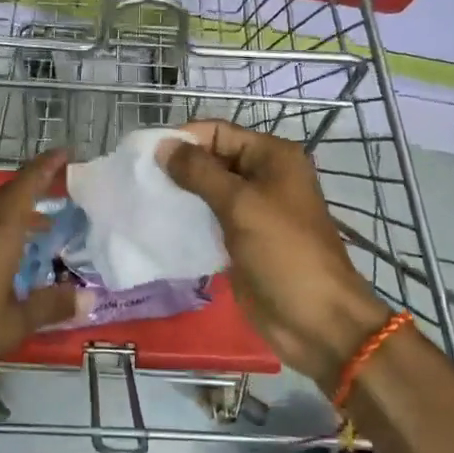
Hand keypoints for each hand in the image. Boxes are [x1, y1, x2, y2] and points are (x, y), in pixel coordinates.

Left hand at [0, 150, 83, 403]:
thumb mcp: (11, 325)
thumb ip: (50, 306)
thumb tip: (88, 298)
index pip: (25, 186)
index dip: (47, 166)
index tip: (66, 152)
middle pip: (8, 195)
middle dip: (35, 186)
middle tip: (63, 187)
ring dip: (17, 212)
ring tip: (42, 225)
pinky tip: (6, 253)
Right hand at [161, 121, 395, 386]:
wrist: (316, 320)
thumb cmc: (283, 252)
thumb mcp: (240, 205)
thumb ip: (199, 172)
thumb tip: (163, 146)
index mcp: (272, 157)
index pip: (219, 132)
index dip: (184, 138)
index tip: (145, 154)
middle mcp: (264, 176)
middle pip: (212, 158)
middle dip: (178, 166)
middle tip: (138, 178)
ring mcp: (253, 209)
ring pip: (208, 189)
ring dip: (179, 193)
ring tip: (143, 198)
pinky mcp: (242, 238)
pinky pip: (209, 218)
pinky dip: (187, 218)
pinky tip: (159, 223)